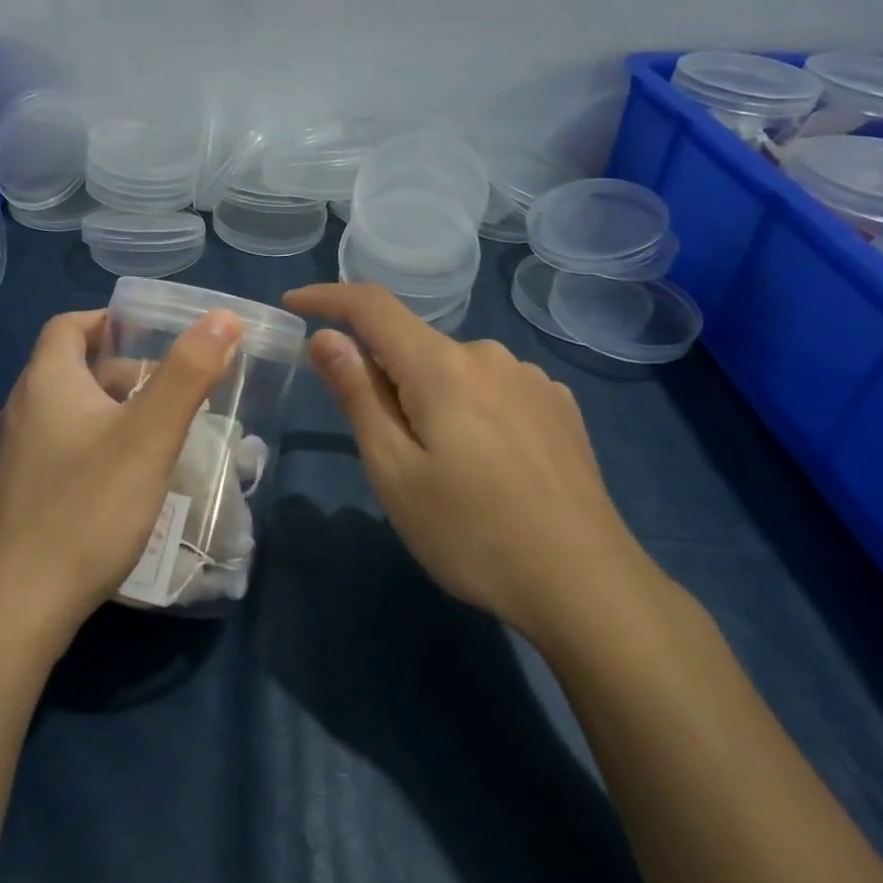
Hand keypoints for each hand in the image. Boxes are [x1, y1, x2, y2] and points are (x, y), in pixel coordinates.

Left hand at [0, 307, 242, 645]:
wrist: (16, 608)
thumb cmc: (87, 509)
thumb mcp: (148, 436)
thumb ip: (187, 374)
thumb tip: (223, 317)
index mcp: (46, 381)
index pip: (69, 325)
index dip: (109, 320)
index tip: (152, 334)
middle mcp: (22, 409)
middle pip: (71, 367)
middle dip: (122, 369)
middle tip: (170, 389)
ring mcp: (16, 455)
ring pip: (68, 411)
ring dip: (112, 410)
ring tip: (157, 433)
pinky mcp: (19, 494)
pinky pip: (61, 448)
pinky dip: (96, 444)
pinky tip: (126, 480)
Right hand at [284, 283, 662, 651]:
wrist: (588, 585)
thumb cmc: (472, 532)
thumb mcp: (394, 471)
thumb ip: (358, 395)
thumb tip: (326, 337)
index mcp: (441, 366)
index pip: (372, 306)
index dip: (328, 297)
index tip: (294, 304)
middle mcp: (489, 355)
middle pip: (413, 346)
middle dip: (385, 379)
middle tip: (385, 451)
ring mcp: (531, 379)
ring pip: (454, 371)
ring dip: (430, 399)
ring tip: (444, 470)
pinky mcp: (559, 407)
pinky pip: (493, 389)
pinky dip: (470, 409)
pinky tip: (489, 465)